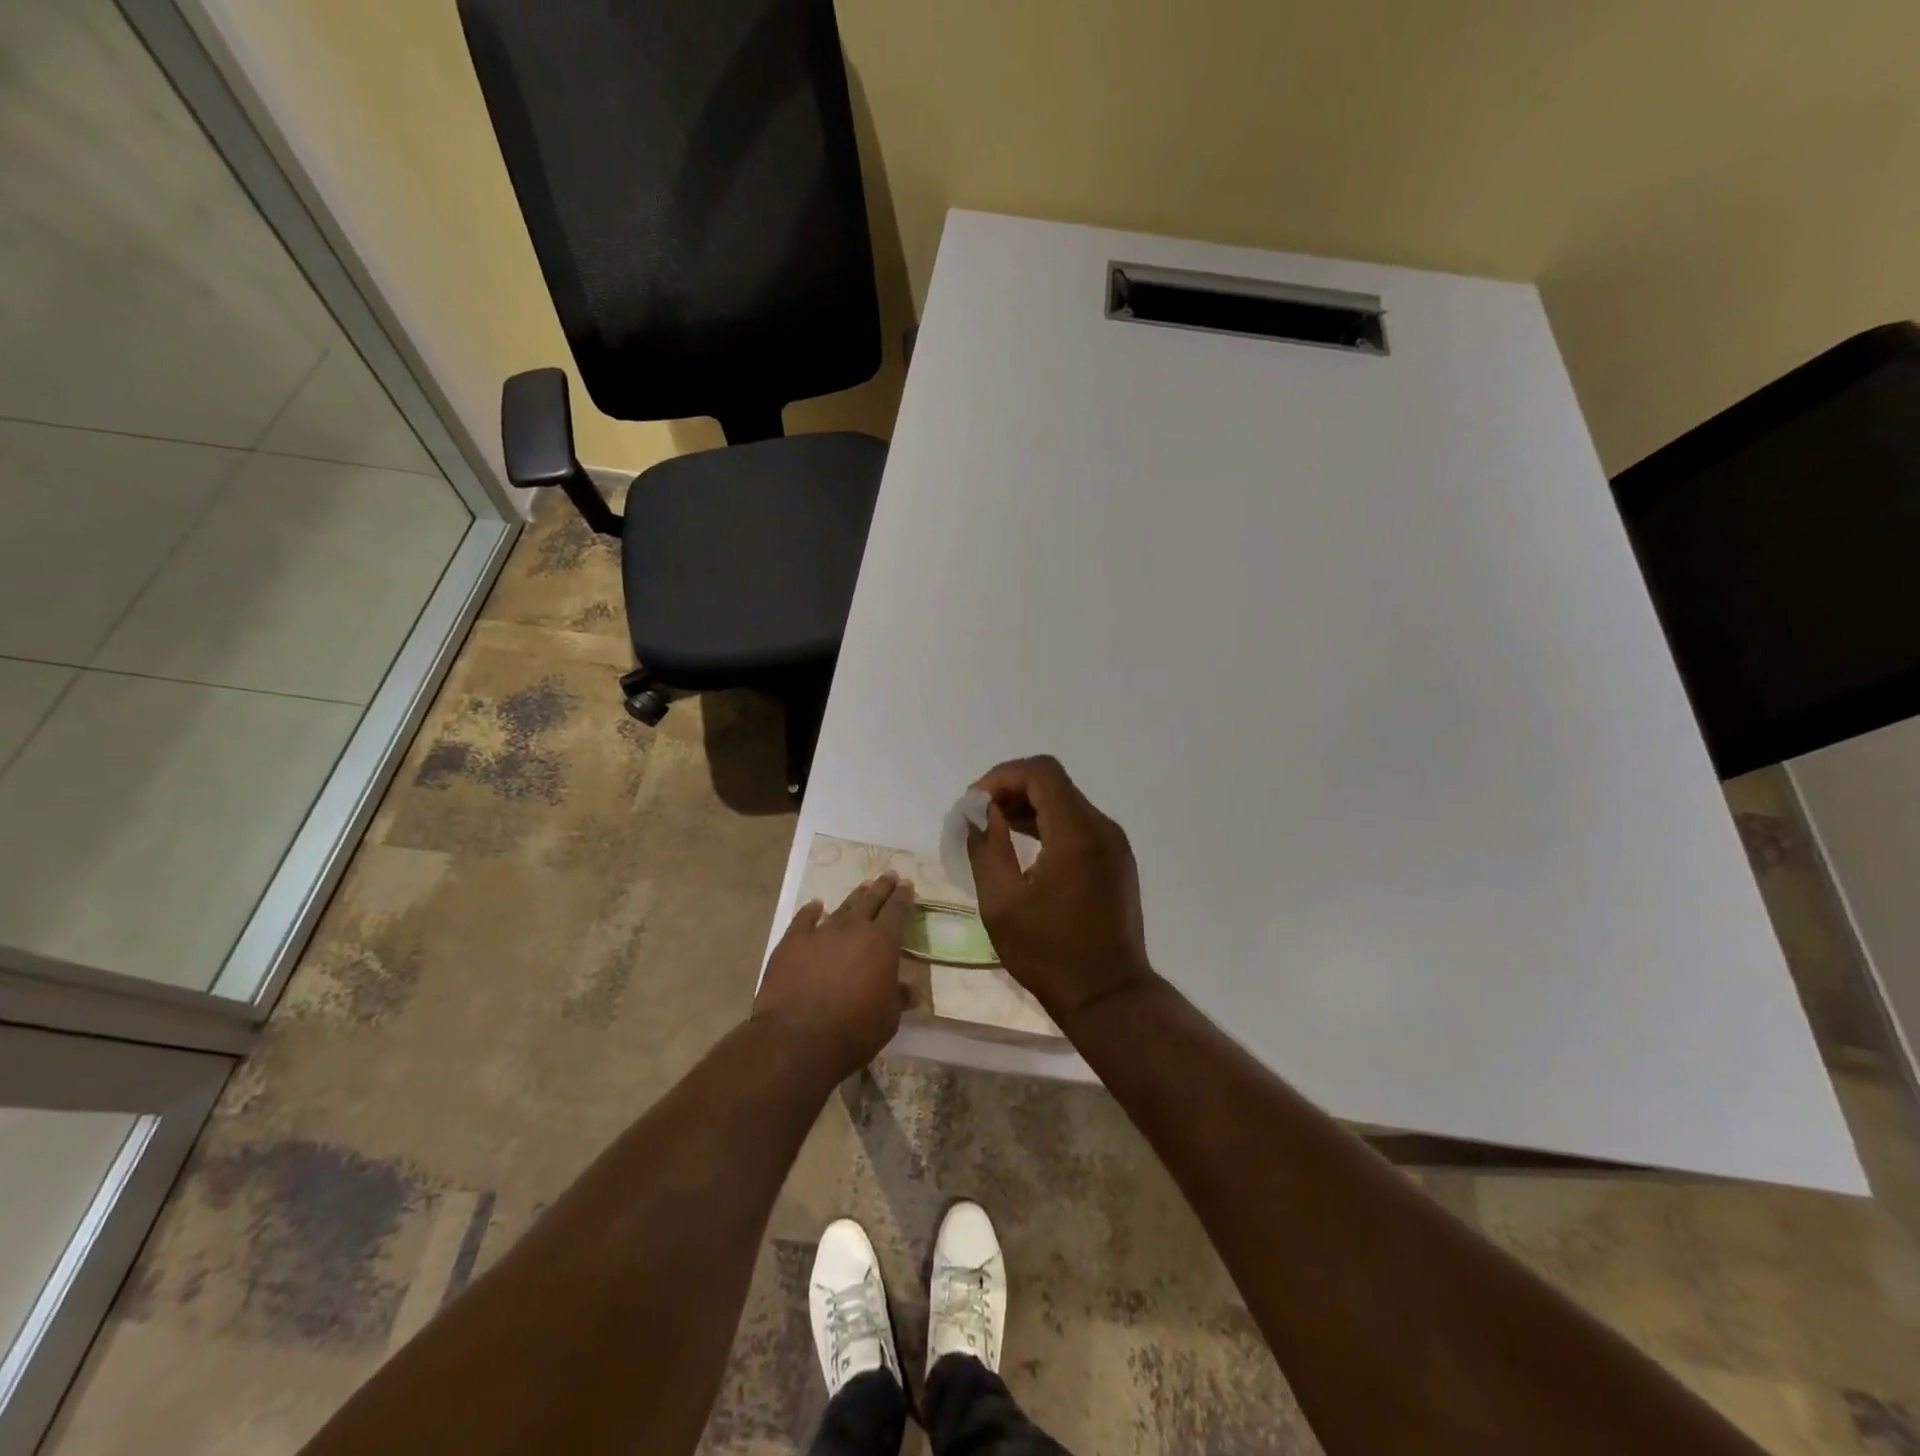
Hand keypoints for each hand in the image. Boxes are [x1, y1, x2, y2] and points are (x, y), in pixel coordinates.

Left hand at [753, 873, 914, 1080]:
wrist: (797, 1038)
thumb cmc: (852, 1030)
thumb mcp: (888, 1018)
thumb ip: (898, 997)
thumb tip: (908, 989)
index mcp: (882, 943)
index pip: (897, 912)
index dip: (904, 897)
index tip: (908, 885)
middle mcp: (853, 929)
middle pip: (871, 901)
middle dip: (883, 887)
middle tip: (890, 875)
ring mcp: (820, 932)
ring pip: (842, 906)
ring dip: (855, 896)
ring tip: (864, 886)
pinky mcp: (792, 941)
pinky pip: (804, 918)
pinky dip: (812, 910)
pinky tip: (815, 905)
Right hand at [967, 756, 1154, 1020]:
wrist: (1108, 996)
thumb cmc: (1049, 954)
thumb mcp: (1001, 904)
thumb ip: (987, 848)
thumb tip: (980, 813)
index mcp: (1077, 834)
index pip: (1041, 773)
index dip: (1002, 776)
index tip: (974, 803)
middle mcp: (1102, 829)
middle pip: (1054, 784)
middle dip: (1011, 789)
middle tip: (977, 816)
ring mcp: (1113, 845)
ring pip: (1066, 803)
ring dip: (1028, 806)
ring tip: (992, 828)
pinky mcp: (1115, 861)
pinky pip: (1078, 825)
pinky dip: (1047, 824)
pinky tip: (1022, 845)